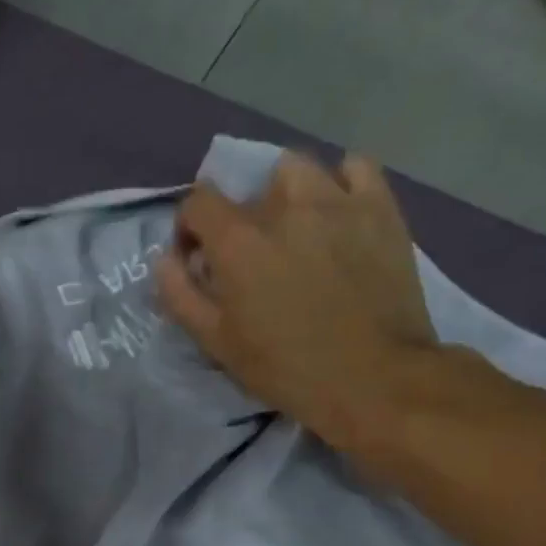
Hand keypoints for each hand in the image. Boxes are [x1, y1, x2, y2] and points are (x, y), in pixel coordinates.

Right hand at [157, 152, 437, 463]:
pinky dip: (339, 181)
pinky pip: (356, 166)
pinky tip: (337, 210)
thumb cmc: (285, 367)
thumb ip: (180, 296)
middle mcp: (284, 207)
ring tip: (294, 227)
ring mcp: (337, 201)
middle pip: (248, 189)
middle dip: (240, 218)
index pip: (198, 202)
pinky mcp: (380, 208)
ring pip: (297, 168)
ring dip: (284, 192)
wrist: (373, 378)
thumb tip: (165, 259)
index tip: (198, 257)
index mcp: (238, 240)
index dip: (190, 227)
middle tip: (252, 256)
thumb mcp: (216, 343)